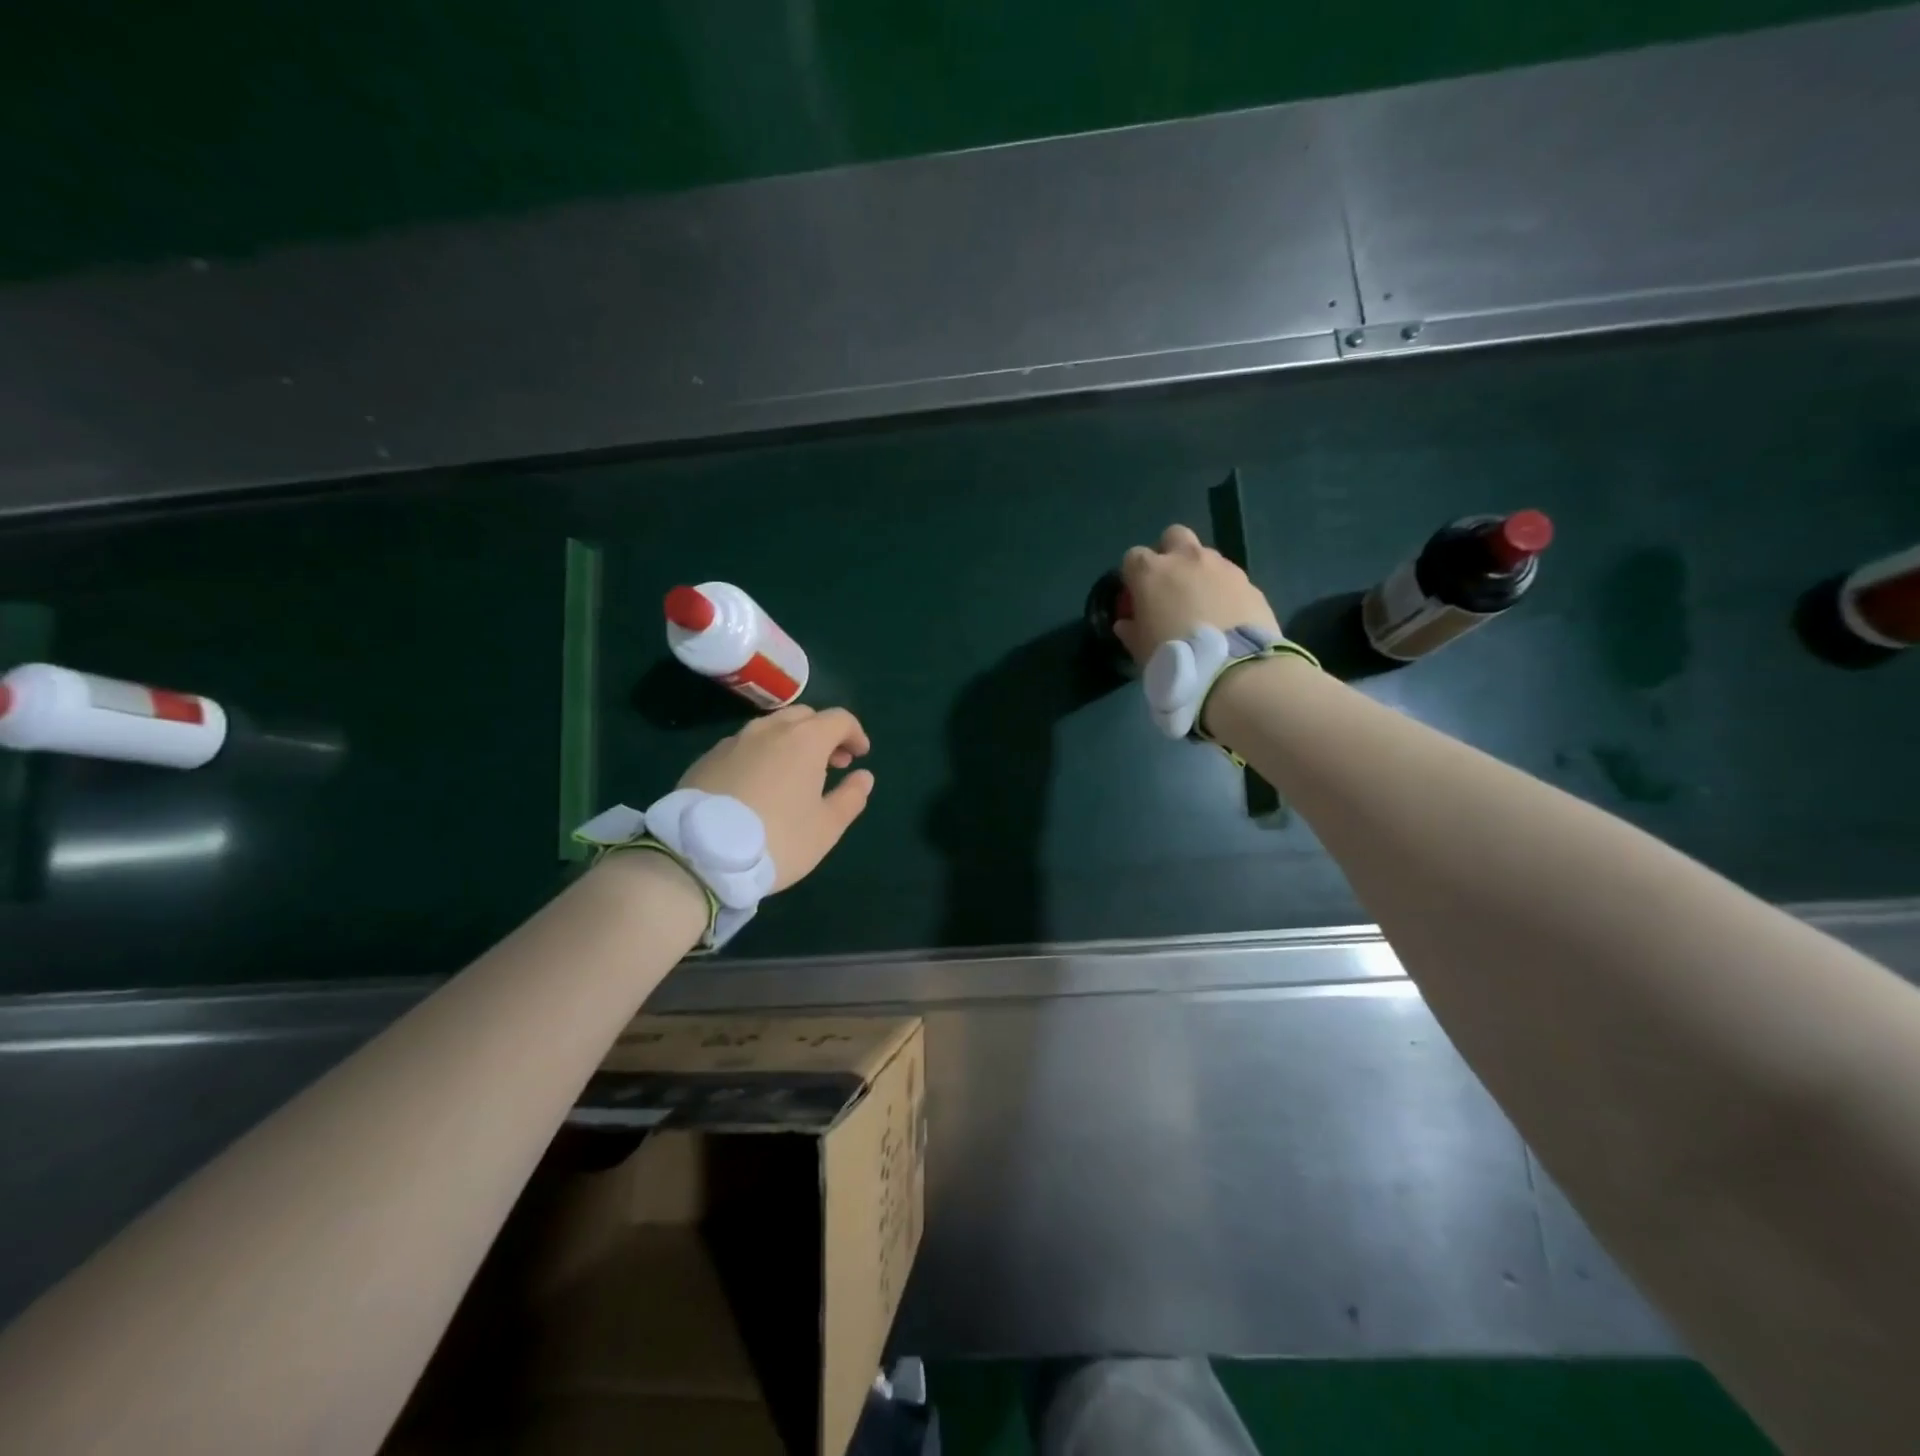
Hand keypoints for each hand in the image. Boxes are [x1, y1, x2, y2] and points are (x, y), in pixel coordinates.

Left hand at [677, 705, 874, 890]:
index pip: (839, 719)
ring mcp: (733, 741)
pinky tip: (759, 785)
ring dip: (791, 742)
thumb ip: (851, 797)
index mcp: (804, 739)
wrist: (699, 855)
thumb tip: (864, 777)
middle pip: (805, 716)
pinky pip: (744, 746)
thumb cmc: (778, 839)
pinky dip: (761, 755)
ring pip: (771, 728)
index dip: (855, 734)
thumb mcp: (826, 827)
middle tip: (832, 764)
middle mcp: (769, 729)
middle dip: (824, 734)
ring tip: (794, 775)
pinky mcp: (707, 758)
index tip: (860, 756)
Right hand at [1115, 524, 1281, 663]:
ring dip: (1200, 572)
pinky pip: (1230, 578)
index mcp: (1152, 572)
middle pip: (1174, 536)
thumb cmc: (1174, 657)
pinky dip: (1224, 590)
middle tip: (1170, 585)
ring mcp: (1222, 567)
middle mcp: (1186, 559)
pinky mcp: (1249, 582)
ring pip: (1206, 555)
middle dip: (1170, 554)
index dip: (1133, 575)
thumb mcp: (1141, 651)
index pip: (1133, 557)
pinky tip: (1226, 616)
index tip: (1137, 596)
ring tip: (1202, 604)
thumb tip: (1126, 623)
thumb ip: (1131, 631)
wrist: (1233, 670)